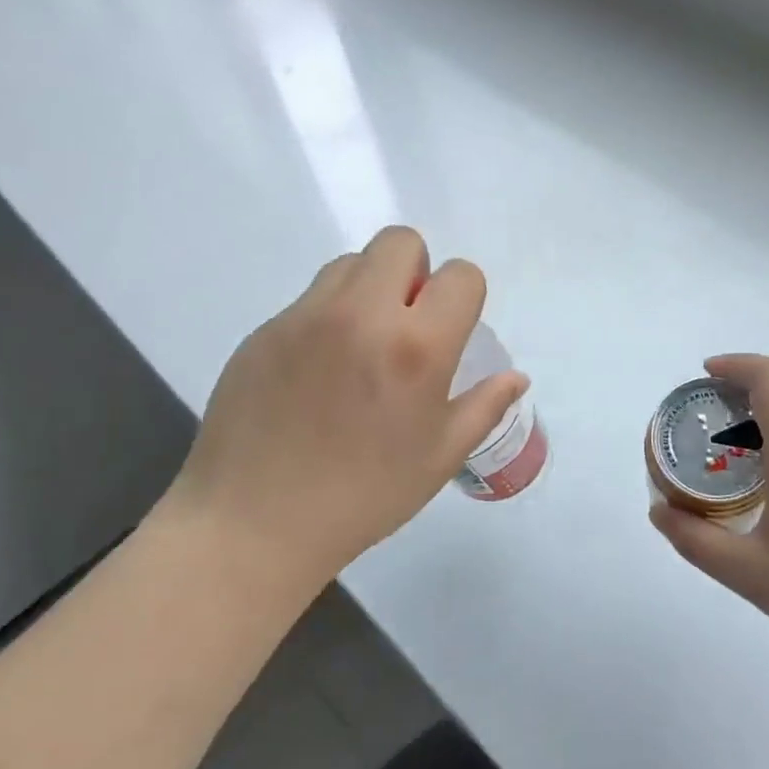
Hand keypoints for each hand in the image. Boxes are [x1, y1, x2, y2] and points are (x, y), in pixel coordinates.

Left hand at [160, 227, 525, 593]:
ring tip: (360, 344)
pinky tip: (317, 372)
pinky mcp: (266, 329)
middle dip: (416, 272)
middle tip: (407, 324)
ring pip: (352, 263)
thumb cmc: (363, 497)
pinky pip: (311, 298)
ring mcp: (306, 316)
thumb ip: (485, 406)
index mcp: (416, 347)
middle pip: (402, 242)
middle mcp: (363, 314)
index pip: (461, 274)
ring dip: (370, 288)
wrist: (252, 525)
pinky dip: (328, 316)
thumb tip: (515, 377)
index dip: (464, 297)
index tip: (450, 331)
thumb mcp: (439, 457)